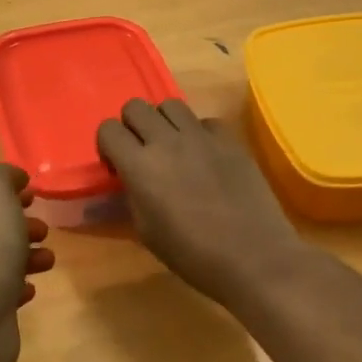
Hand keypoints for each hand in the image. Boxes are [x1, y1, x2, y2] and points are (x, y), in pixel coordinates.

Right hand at [96, 99, 308, 305]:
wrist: (253, 256)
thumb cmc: (192, 255)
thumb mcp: (147, 232)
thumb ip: (131, 196)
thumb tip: (128, 180)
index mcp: (140, 166)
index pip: (108, 129)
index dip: (108, 145)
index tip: (117, 166)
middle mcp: (167, 141)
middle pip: (136, 107)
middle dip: (132, 126)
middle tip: (142, 153)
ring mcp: (202, 136)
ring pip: (171, 105)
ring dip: (164, 123)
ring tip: (173, 149)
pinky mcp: (230, 139)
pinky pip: (205, 121)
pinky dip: (199, 133)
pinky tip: (205, 157)